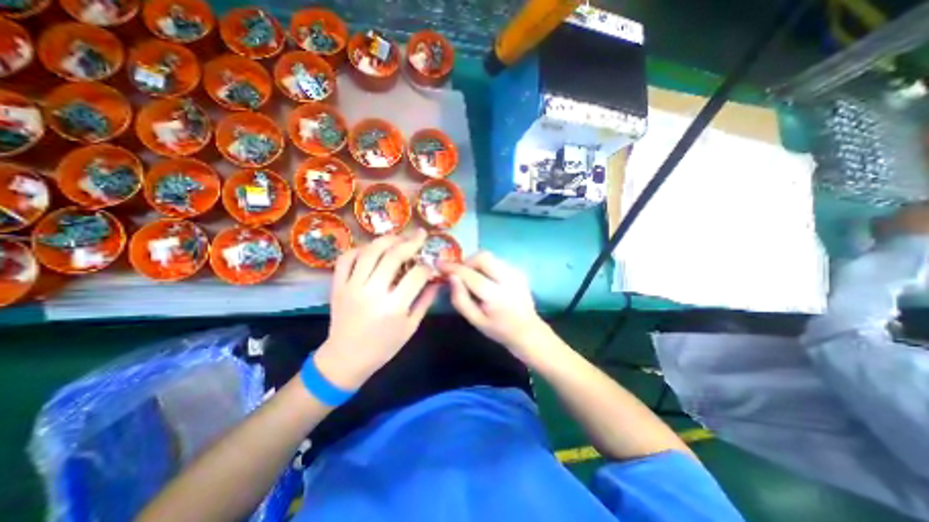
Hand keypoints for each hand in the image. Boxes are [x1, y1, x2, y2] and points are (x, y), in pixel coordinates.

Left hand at [317, 230, 440, 388]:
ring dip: (387, 239)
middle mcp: (372, 292)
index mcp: (394, 306)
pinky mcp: (338, 285)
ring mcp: (352, 286)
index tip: (432, 263)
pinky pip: (346, 259)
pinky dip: (359, 249)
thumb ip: (425, 301)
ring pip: (370, 252)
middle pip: (393, 256)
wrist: (346, 358)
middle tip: (420, 234)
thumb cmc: (384, 346)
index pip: (417, 274)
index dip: (428, 266)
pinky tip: (372, 248)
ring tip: (399, 236)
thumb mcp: (410, 327)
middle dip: (411, 242)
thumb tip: (437, 280)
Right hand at [439, 252, 546, 358]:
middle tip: (460, 273)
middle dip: (467, 261)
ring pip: (490, 256)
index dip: (453, 268)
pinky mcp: (518, 271)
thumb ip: (460, 299)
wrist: (528, 331)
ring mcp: (516, 273)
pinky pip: (497, 261)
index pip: (470, 275)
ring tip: (473, 277)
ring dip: (477, 263)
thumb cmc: (499, 329)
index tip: (440, 264)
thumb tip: (451, 277)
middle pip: (483, 257)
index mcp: (495, 295)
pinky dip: (487, 266)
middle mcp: (508, 279)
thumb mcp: (475, 320)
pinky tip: (486, 279)